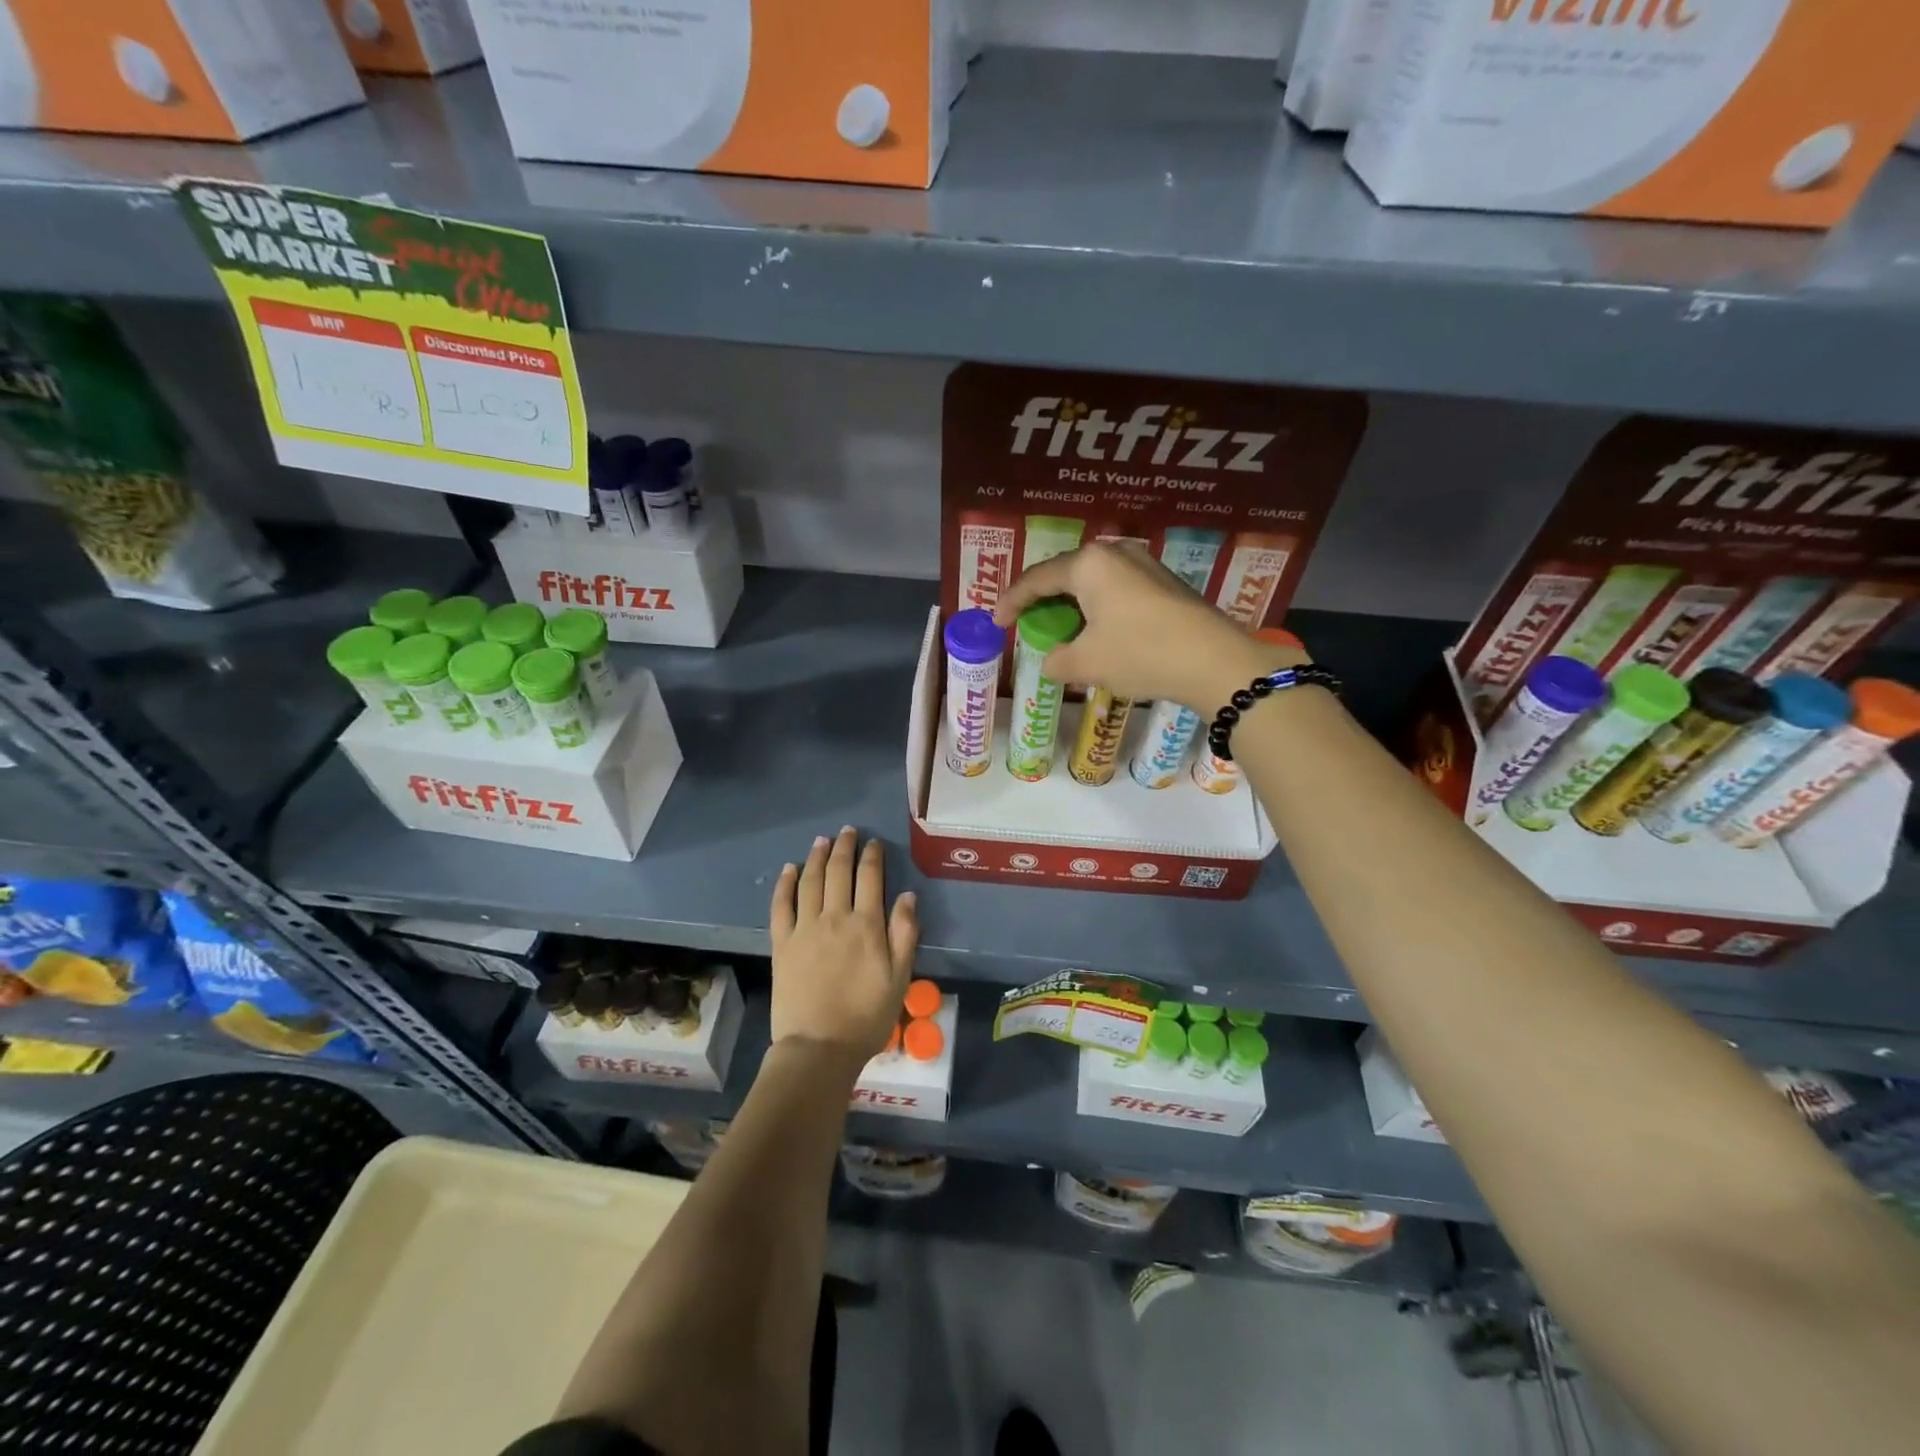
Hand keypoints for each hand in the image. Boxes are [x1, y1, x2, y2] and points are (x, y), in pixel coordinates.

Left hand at [769, 827, 918, 1063]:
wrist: (819, 1047)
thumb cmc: (867, 1017)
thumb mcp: (900, 978)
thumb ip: (904, 934)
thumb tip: (907, 896)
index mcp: (866, 925)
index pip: (870, 878)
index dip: (872, 856)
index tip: (874, 843)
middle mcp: (834, 917)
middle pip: (838, 872)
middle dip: (844, 847)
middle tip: (848, 832)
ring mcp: (804, 929)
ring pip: (810, 881)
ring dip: (816, 857)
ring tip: (822, 841)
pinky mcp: (782, 943)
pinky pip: (781, 906)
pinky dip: (785, 884)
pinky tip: (789, 869)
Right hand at [992, 541, 1301, 712]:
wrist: (1214, 661)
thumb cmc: (1139, 654)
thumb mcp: (1086, 663)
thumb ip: (1057, 660)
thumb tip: (1052, 661)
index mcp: (1088, 564)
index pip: (1036, 579)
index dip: (1012, 601)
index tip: (997, 621)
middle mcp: (1115, 554)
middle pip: (1066, 575)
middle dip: (1043, 600)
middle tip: (1027, 622)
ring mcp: (1144, 565)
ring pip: (1094, 583)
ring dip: (1073, 606)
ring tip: (1061, 630)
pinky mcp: (1165, 583)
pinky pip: (1117, 591)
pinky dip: (1098, 609)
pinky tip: (1098, 632)